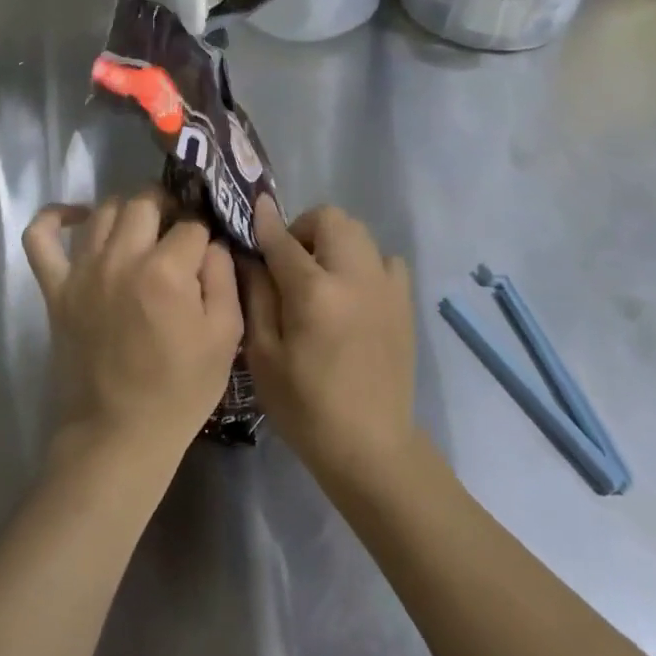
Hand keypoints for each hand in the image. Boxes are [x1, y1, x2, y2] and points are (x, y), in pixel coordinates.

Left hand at [22, 191, 243, 474]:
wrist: (119, 435)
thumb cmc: (180, 390)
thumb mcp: (226, 337)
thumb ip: (224, 277)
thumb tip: (211, 242)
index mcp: (166, 272)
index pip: (192, 225)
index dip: (206, 233)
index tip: (208, 252)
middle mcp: (121, 259)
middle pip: (145, 202)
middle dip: (169, 208)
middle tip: (178, 232)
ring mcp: (82, 272)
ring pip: (104, 210)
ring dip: (128, 211)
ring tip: (142, 230)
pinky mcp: (55, 289)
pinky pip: (40, 237)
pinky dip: (55, 217)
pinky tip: (78, 216)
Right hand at [241, 197, 417, 480]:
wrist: (370, 446)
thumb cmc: (305, 406)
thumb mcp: (263, 355)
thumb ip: (256, 296)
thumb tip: (250, 255)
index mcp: (315, 293)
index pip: (284, 239)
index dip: (264, 222)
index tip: (254, 209)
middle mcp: (355, 277)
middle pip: (332, 219)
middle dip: (304, 228)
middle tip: (289, 260)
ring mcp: (386, 288)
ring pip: (360, 233)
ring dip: (335, 242)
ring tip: (321, 276)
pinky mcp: (404, 303)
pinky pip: (385, 260)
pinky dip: (365, 262)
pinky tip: (352, 293)